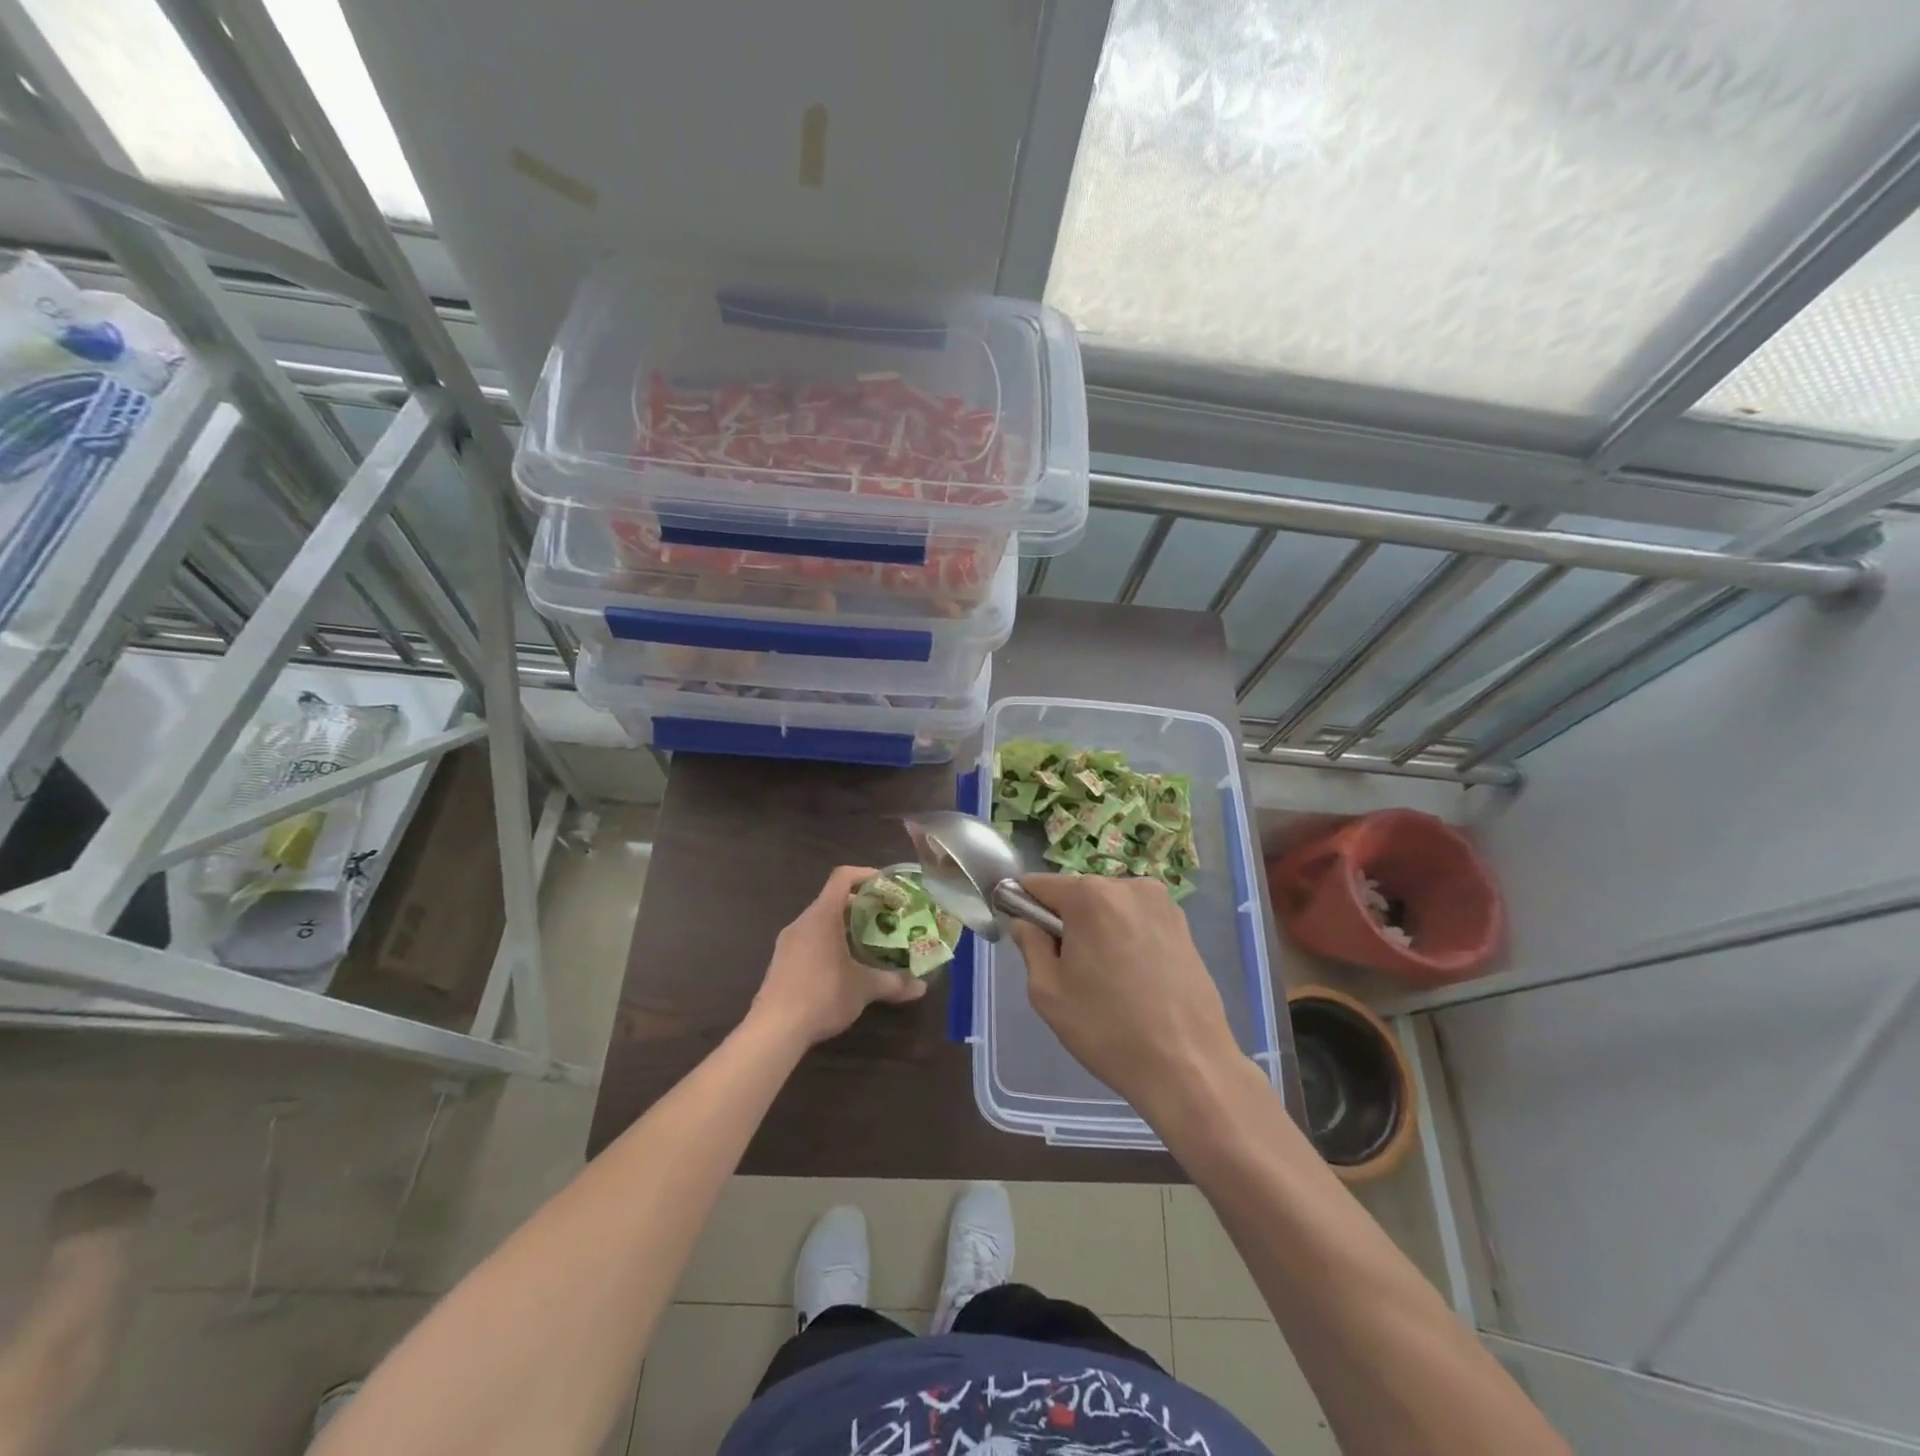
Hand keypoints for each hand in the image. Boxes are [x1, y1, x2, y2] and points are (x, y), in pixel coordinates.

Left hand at [750, 865, 928, 1047]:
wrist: (774, 1030)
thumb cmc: (822, 995)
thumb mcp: (863, 988)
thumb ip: (894, 982)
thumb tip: (922, 987)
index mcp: (822, 916)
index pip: (842, 877)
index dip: (866, 874)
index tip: (887, 885)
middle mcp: (803, 922)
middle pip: (833, 900)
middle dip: (862, 906)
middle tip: (887, 918)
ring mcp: (788, 942)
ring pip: (821, 922)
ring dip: (846, 926)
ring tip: (870, 942)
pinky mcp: (782, 962)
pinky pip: (810, 940)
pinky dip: (830, 943)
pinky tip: (845, 966)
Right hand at [1009, 875, 1240, 1117]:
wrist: (1190, 1067)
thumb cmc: (1108, 1030)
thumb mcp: (1048, 992)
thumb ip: (1030, 945)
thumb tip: (1026, 922)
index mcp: (1090, 896)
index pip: (1039, 884)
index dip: (1023, 905)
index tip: (1024, 936)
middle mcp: (1128, 886)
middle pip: (1077, 894)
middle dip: (1065, 921)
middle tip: (1069, 971)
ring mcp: (1162, 903)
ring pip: (1108, 906)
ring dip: (1097, 930)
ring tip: (1106, 979)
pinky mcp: (1183, 924)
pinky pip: (1136, 919)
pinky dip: (1125, 937)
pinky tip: (1133, 979)